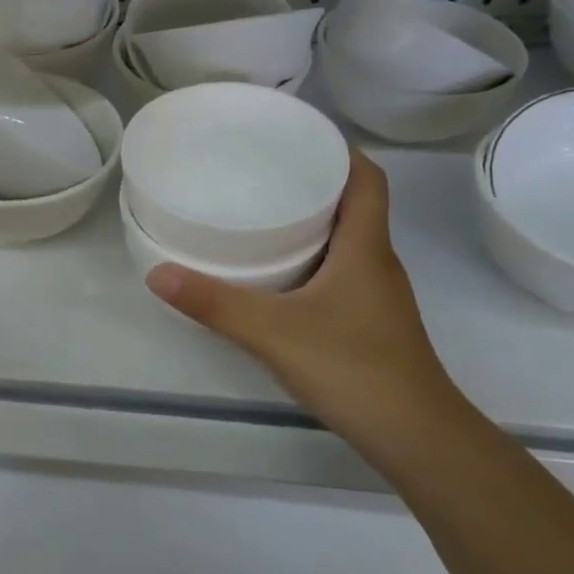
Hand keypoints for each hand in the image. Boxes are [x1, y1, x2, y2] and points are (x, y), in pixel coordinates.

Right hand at [145, 152, 466, 450]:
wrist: (417, 440)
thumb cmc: (354, 369)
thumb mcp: (273, 332)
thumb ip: (214, 303)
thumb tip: (156, 272)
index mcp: (365, 248)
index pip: (367, 179)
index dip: (340, 150)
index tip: (299, 134)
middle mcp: (376, 263)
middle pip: (354, 204)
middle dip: (314, 179)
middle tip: (263, 168)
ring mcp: (376, 295)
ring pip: (347, 239)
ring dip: (313, 219)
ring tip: (262, 210)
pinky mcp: (368, 322)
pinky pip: (341, 269)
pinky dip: (313, 256)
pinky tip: (278, 271)